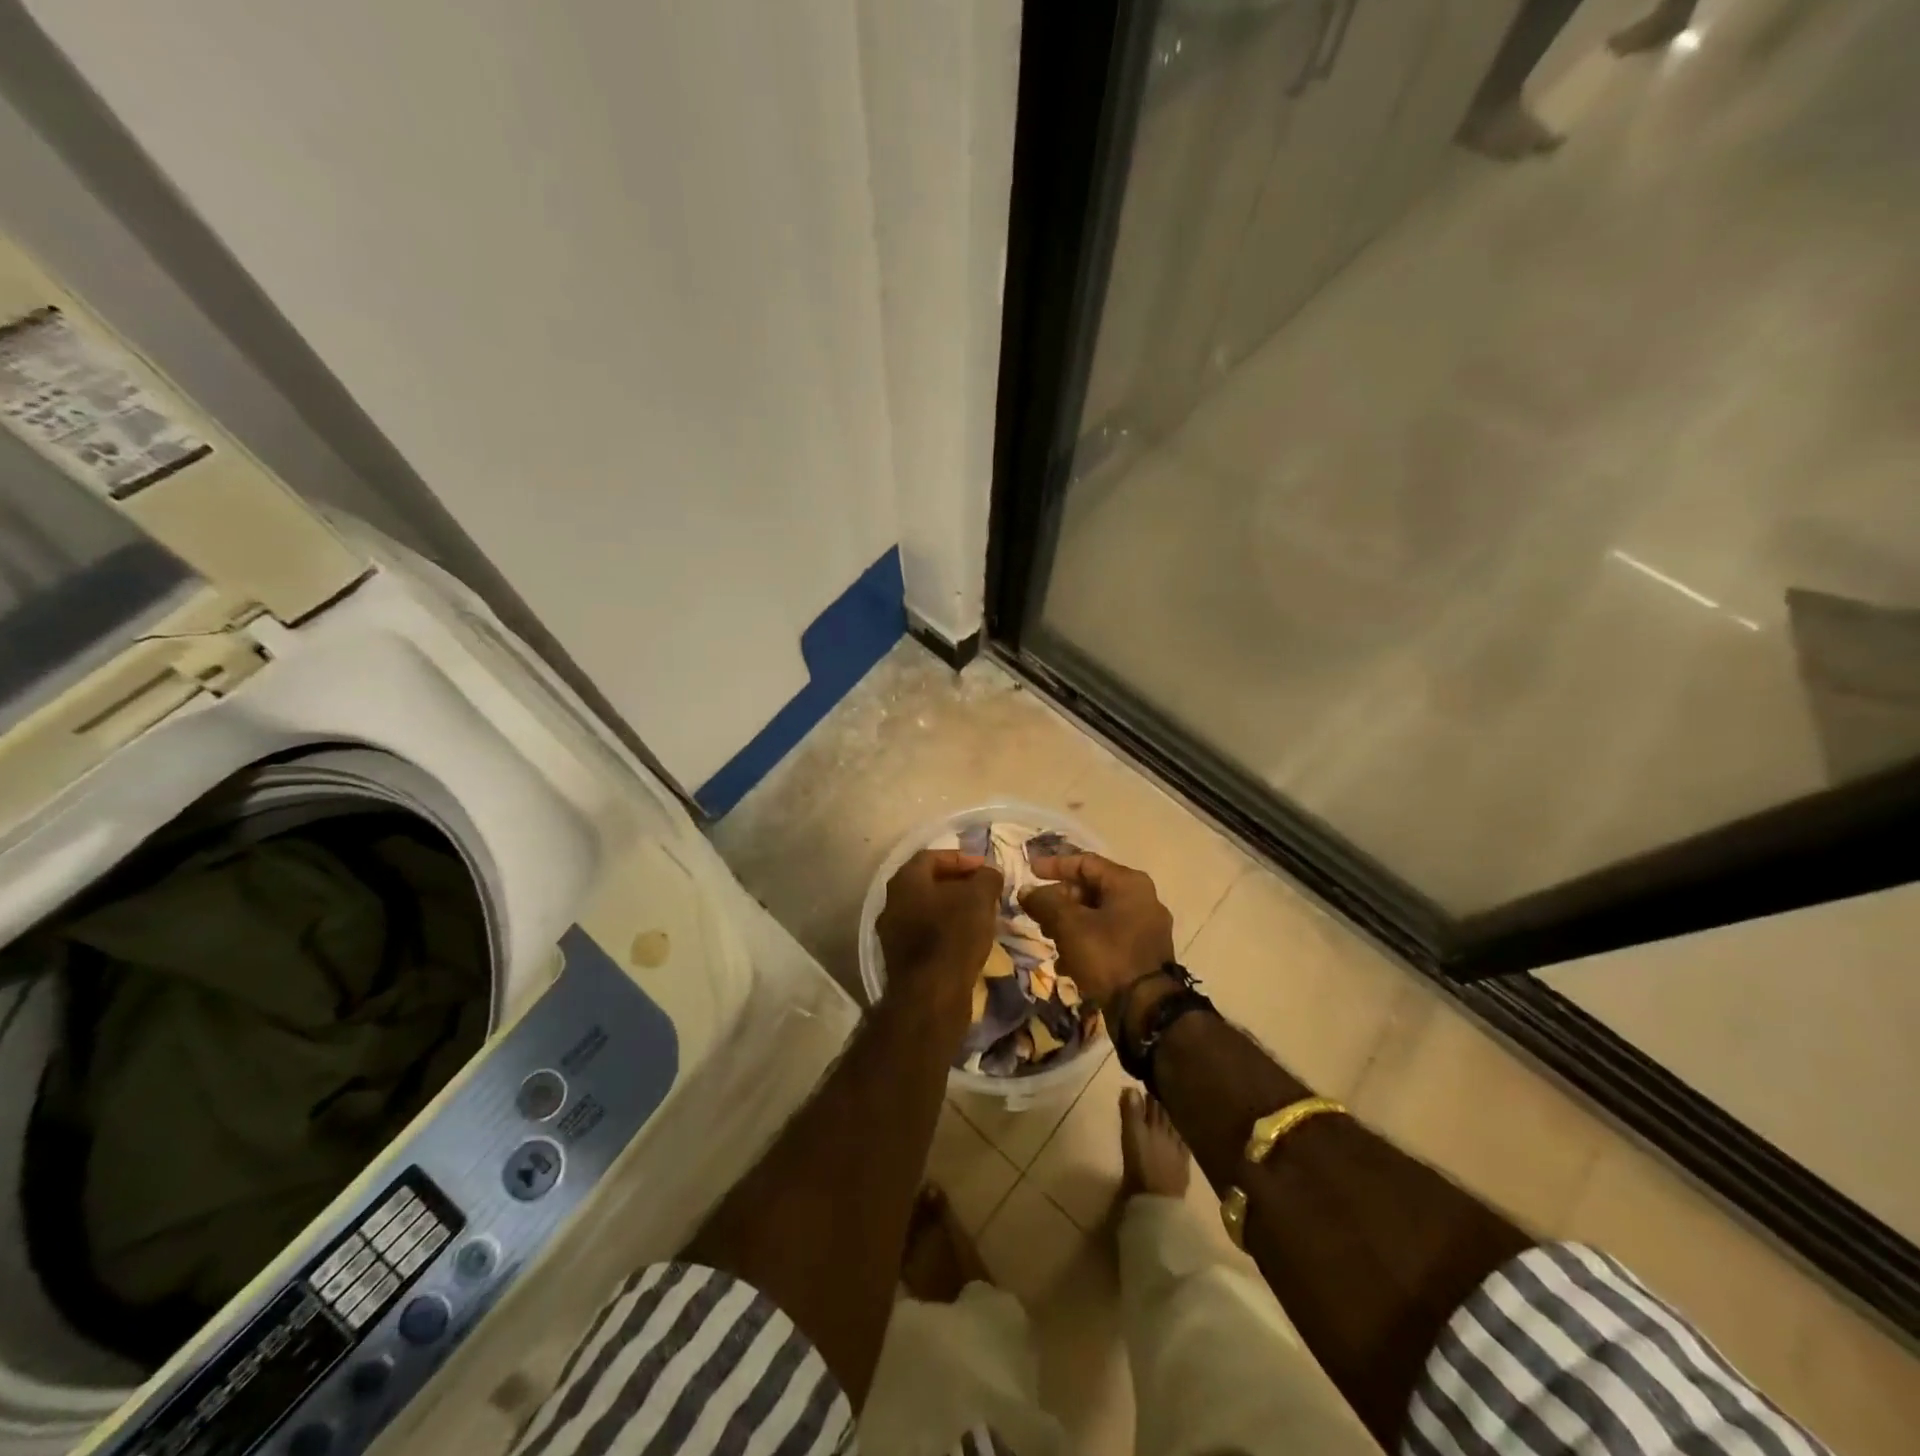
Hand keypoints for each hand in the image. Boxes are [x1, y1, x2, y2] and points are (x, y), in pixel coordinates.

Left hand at [875, 850, 1003, 1022]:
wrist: (931, 996)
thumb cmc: (953, 936)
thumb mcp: (980, 898)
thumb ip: (986, 878)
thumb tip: (989, 873)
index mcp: (905, 881)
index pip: (931, 856)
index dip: (960, 858)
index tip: (985, 868)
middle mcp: (892, 903)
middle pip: (927, 883)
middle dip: (957, 883)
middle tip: (984, 890)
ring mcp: (892, 934)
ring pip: (926, 910)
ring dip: (952, 908)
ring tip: (980, 915)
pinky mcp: (900, 960)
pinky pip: (924, 934)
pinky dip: (945, 931)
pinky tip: (967, 940)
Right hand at [1022, 853, 1173, 1011]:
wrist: (1146, 1010)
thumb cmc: (1108, 956)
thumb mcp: (1069, 926)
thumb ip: (1045, 903)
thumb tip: (1026, 891)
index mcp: (1129, 884)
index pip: (1085, 862)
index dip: (1054, 865)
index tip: (1029, 872)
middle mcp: (1142, 899)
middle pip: (1092, 889)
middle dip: (1060, 900)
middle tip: (1037, 912)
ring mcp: (1145, 928)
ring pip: (1098, 915)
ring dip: (1069, 923)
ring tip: (1048, 938)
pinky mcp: (1143, 954)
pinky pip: (1108, 937)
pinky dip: (1085, 942)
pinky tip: (1066, 963)